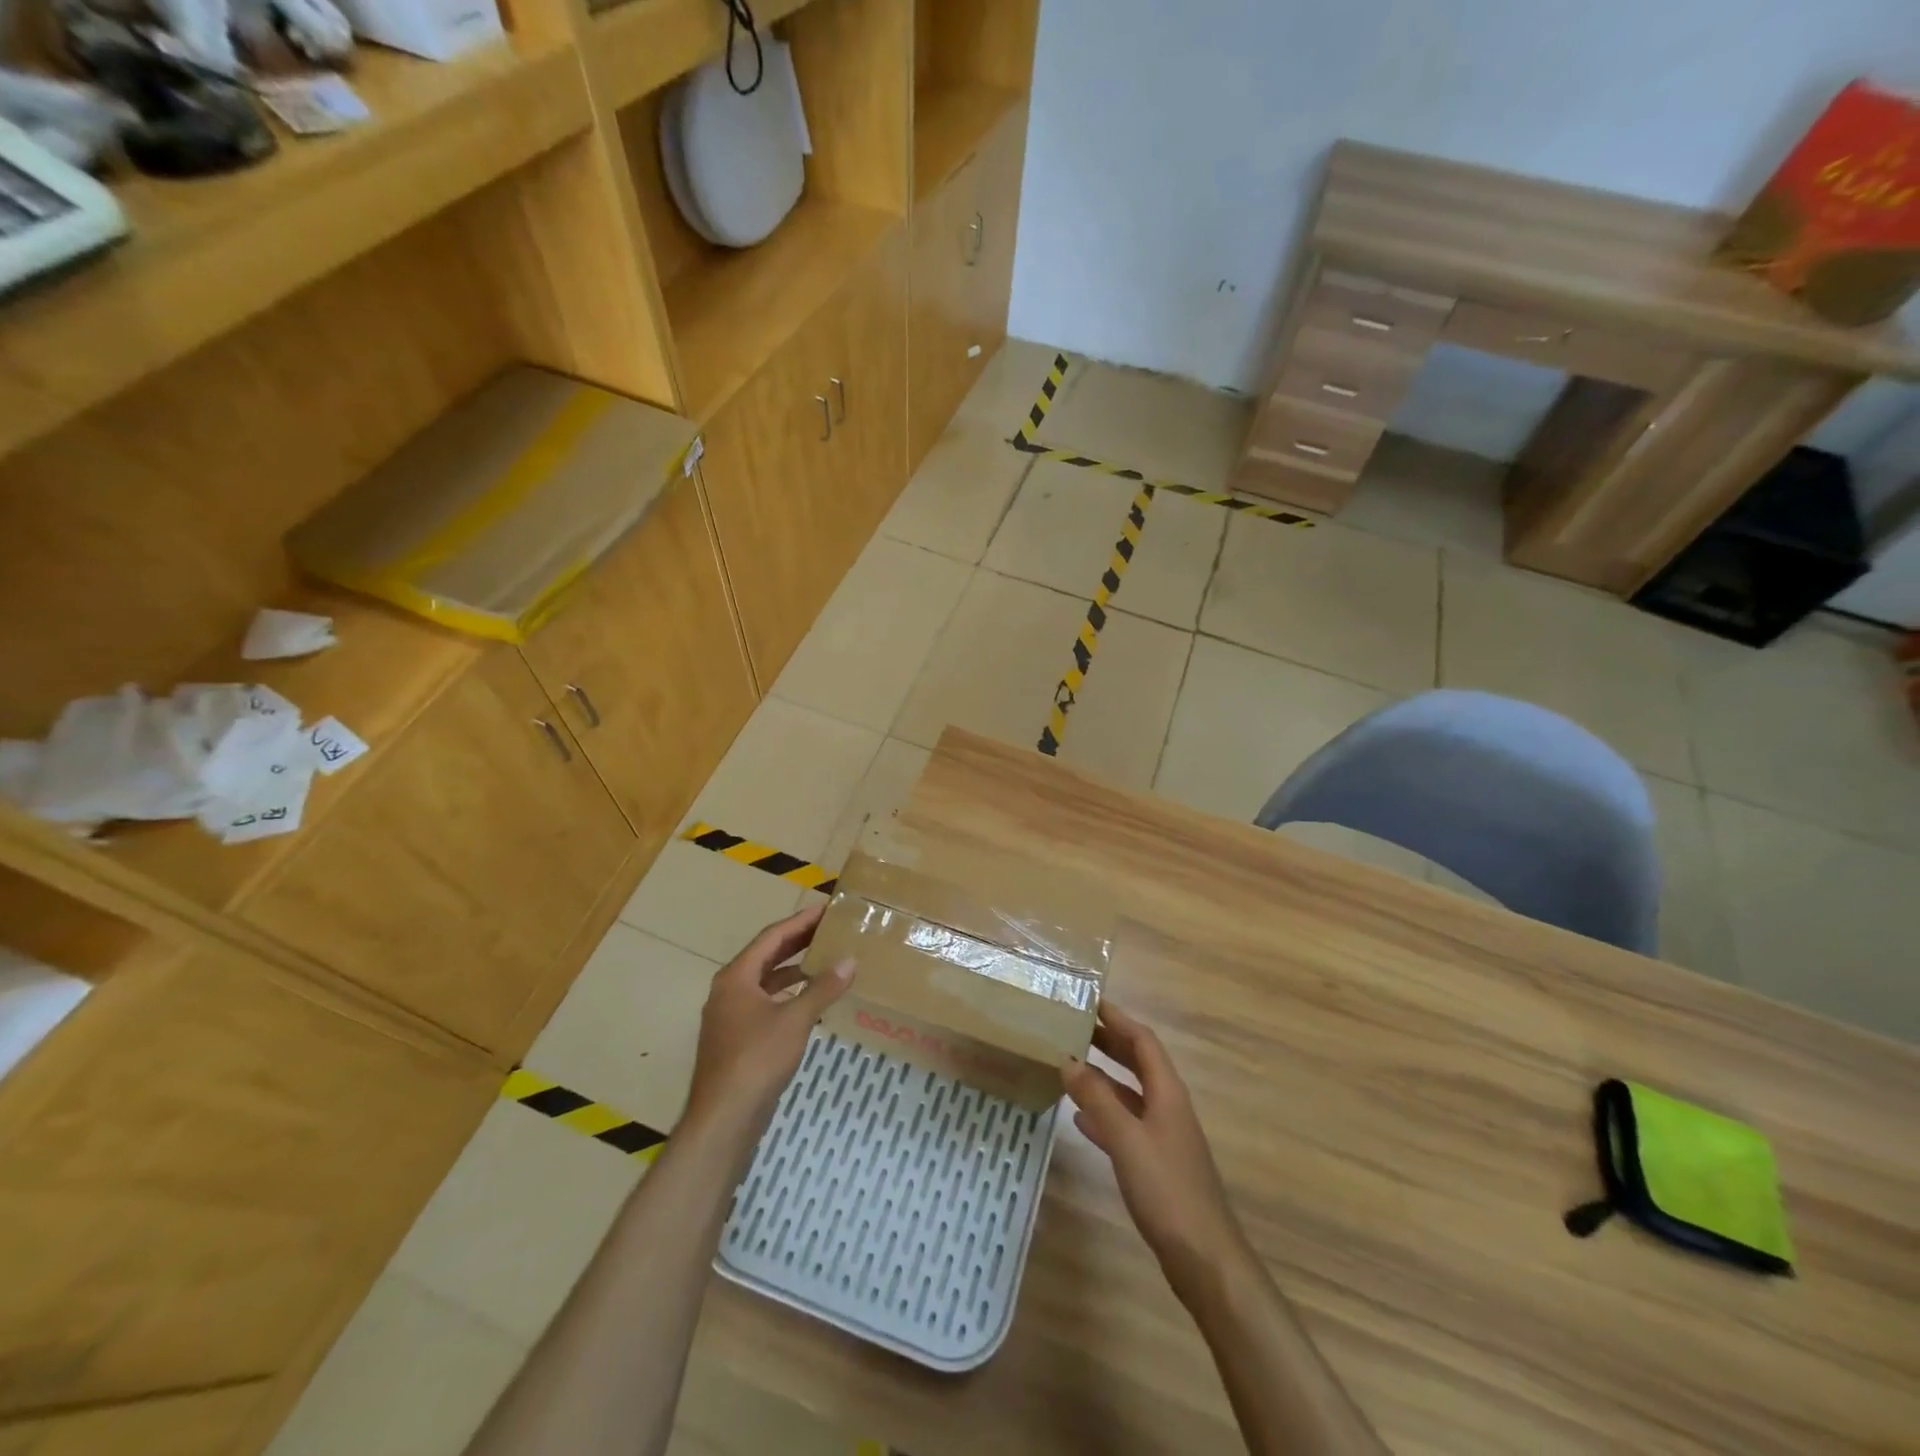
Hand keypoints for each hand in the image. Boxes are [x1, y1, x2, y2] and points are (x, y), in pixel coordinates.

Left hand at [683, 904, 854, 1144]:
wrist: (724, 1117)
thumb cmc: (757, 1058)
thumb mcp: (795, 1019)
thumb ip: (823, 988)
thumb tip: (850, 961)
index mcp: (736, 977)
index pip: (771, 937)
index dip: (799, 921)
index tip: (825, 909)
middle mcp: (728, 990)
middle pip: (766, 956)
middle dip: (797, 941)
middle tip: (828, 929)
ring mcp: (729, 1016)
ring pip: (765, 981)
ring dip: (792, 969)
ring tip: (824, 960)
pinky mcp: (736, 1039)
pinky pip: (764, 1003)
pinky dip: (787, 995)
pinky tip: (809, 1001)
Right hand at [1064, 1001, 1250, 1295]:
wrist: (1204, 1258)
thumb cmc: (1166, 1189)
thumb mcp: (1126, 1139)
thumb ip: (1097, 1098)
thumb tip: (1068, 1059)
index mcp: (1167, 1092)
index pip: (1143, 1040)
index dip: (1118, 1018)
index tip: (1090, 1000)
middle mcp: (1168, 1106)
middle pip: (1138, 1062)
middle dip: (1108, 1042)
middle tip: (1073, 1027)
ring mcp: (1164, 1136)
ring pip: (1130, 1093)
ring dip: (1103, 1076)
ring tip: (1069, 1064)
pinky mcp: (1156, 1163)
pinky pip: (1126, 1124)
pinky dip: (1104, 1113)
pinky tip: (1080, 1119)